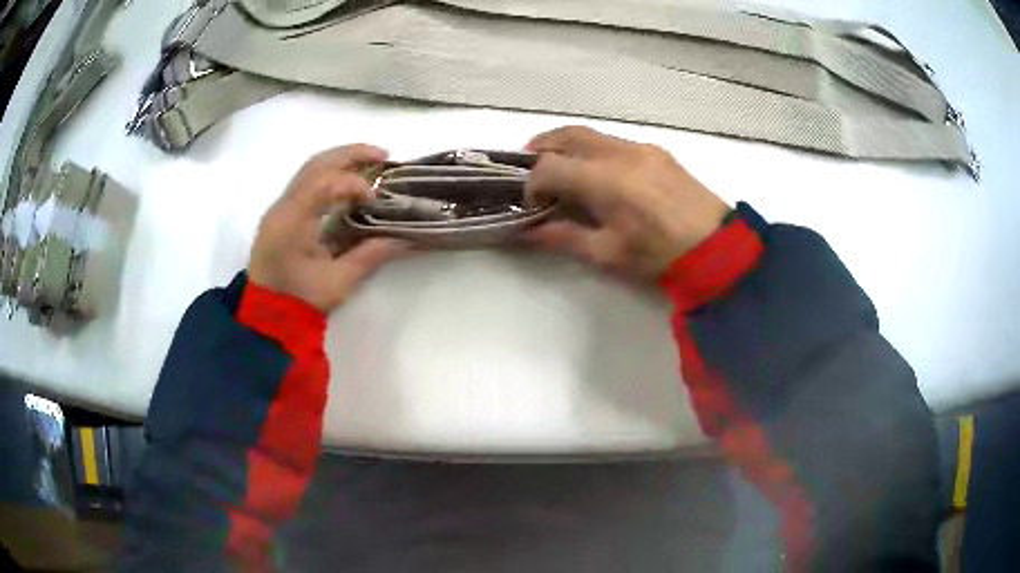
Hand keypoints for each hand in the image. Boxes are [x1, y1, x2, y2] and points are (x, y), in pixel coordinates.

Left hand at [249, 144, 408, 312]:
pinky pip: (307, 181)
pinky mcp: (283, 214)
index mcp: (292, 220)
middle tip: (385, 155)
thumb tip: (404, 238)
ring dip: (341, 160)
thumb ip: (370, 255)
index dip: (356, 184)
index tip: (377, 200)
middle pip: (317, 163)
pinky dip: (330, 174)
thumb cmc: (299, 301)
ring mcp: (280, 208)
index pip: (325, 183)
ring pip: (311, 168)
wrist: (266, 317)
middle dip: (352, 154)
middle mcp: (283, 206)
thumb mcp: (338, 282)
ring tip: (371, 161)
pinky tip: (349, 181)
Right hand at [524, 126, 730, 277]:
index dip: (531, 183)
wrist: (717, 247)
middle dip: (541, 148)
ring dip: (567, 146)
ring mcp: (641, 147)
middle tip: (530, 170)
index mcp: (605, 180)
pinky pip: (614, 141)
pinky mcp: (657, 151)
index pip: (550, 166)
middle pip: (567, 134)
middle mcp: (620, 153)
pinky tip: (598, 173)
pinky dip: (593, 150)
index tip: (530, 204)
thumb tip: (528, 232)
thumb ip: (564, 237)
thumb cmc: (660, 255)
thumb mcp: (608, 253)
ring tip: (560, 169)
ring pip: (592, 134)